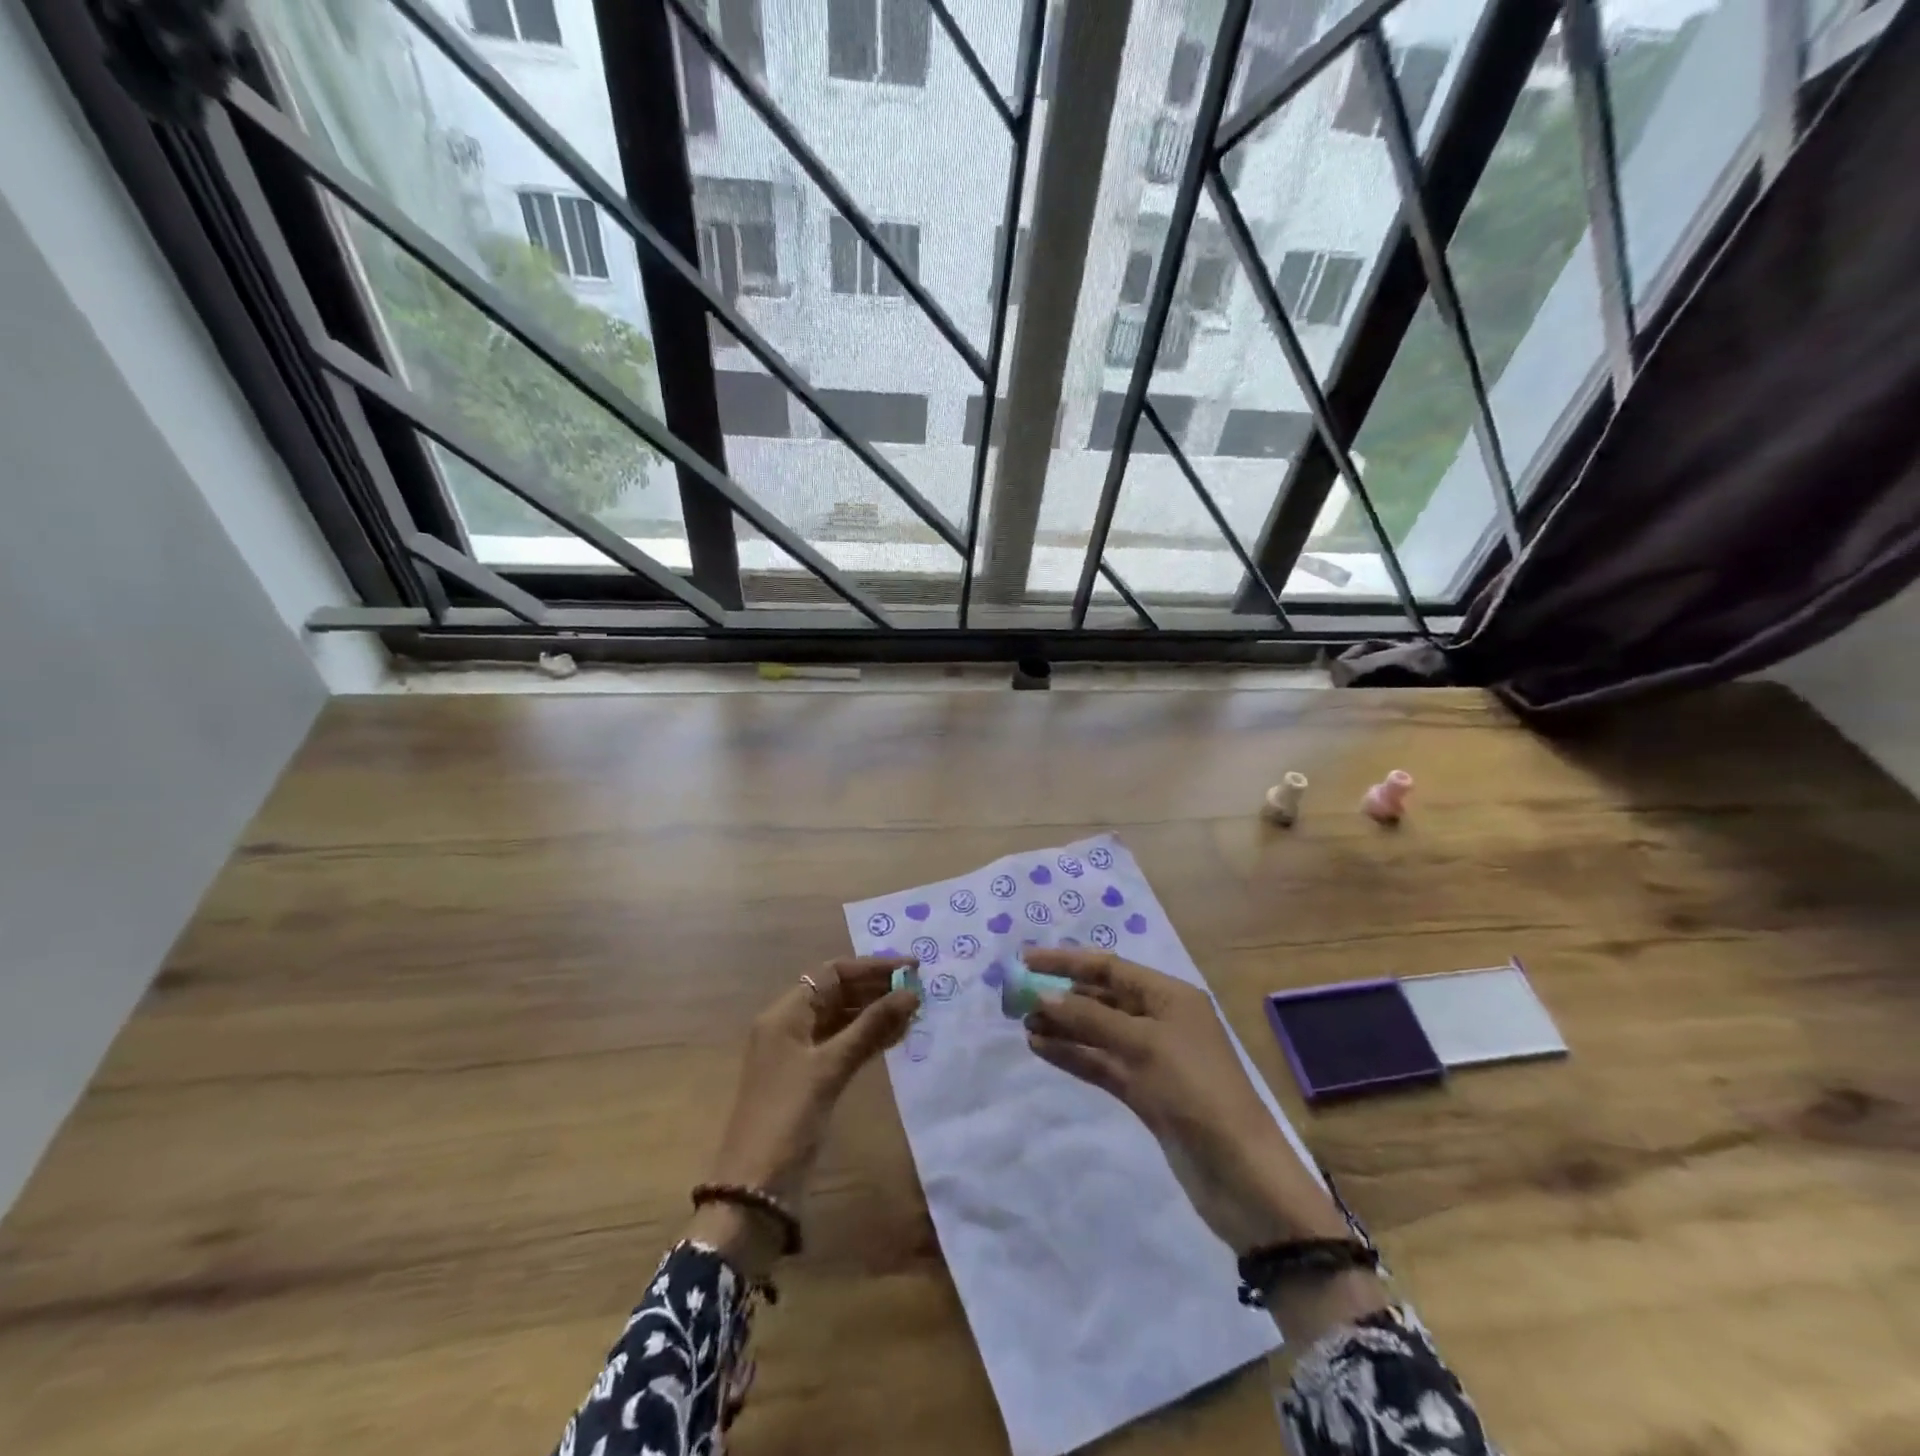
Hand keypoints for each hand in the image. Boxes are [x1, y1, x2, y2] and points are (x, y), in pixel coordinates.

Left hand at [692, 956, 919, 1276]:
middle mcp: (790, 1026)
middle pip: (838, 993)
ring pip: (842, 1020)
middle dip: (877, 989)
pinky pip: (842, 1045)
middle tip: (919, 989)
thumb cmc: (788, 1117)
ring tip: (915, 1011)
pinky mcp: (809, 1080)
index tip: (911, 967)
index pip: (833, 973)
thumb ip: (871, 1027)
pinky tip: (896, 1037)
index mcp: (785, 1014)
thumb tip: (911, 992)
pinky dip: (867, 1038)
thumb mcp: (830, 1068)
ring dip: (876, 1013)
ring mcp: (799, 1054)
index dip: (872, 967)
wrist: (754, 1189)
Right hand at [1021, 949, 1349, 1255]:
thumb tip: (1042, 996)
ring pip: (1098, 1032)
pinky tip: (1041, 1049)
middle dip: (1061, 996)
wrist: (1239, 1173)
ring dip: (1063, 1027)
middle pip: (1101, 998)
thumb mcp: (1142, 1045)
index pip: (1109, 968)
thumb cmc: (1195, 1091)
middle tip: (1017, 999)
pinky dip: (1073, 1055)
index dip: (1066, 961)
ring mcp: (1152, 1057)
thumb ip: (1090, 1019)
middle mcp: (1161, 1019)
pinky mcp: (1144, 1092)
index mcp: (1170, 996)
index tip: (1025, 959)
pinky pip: (1101, 1063)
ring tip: (1023, 1025)